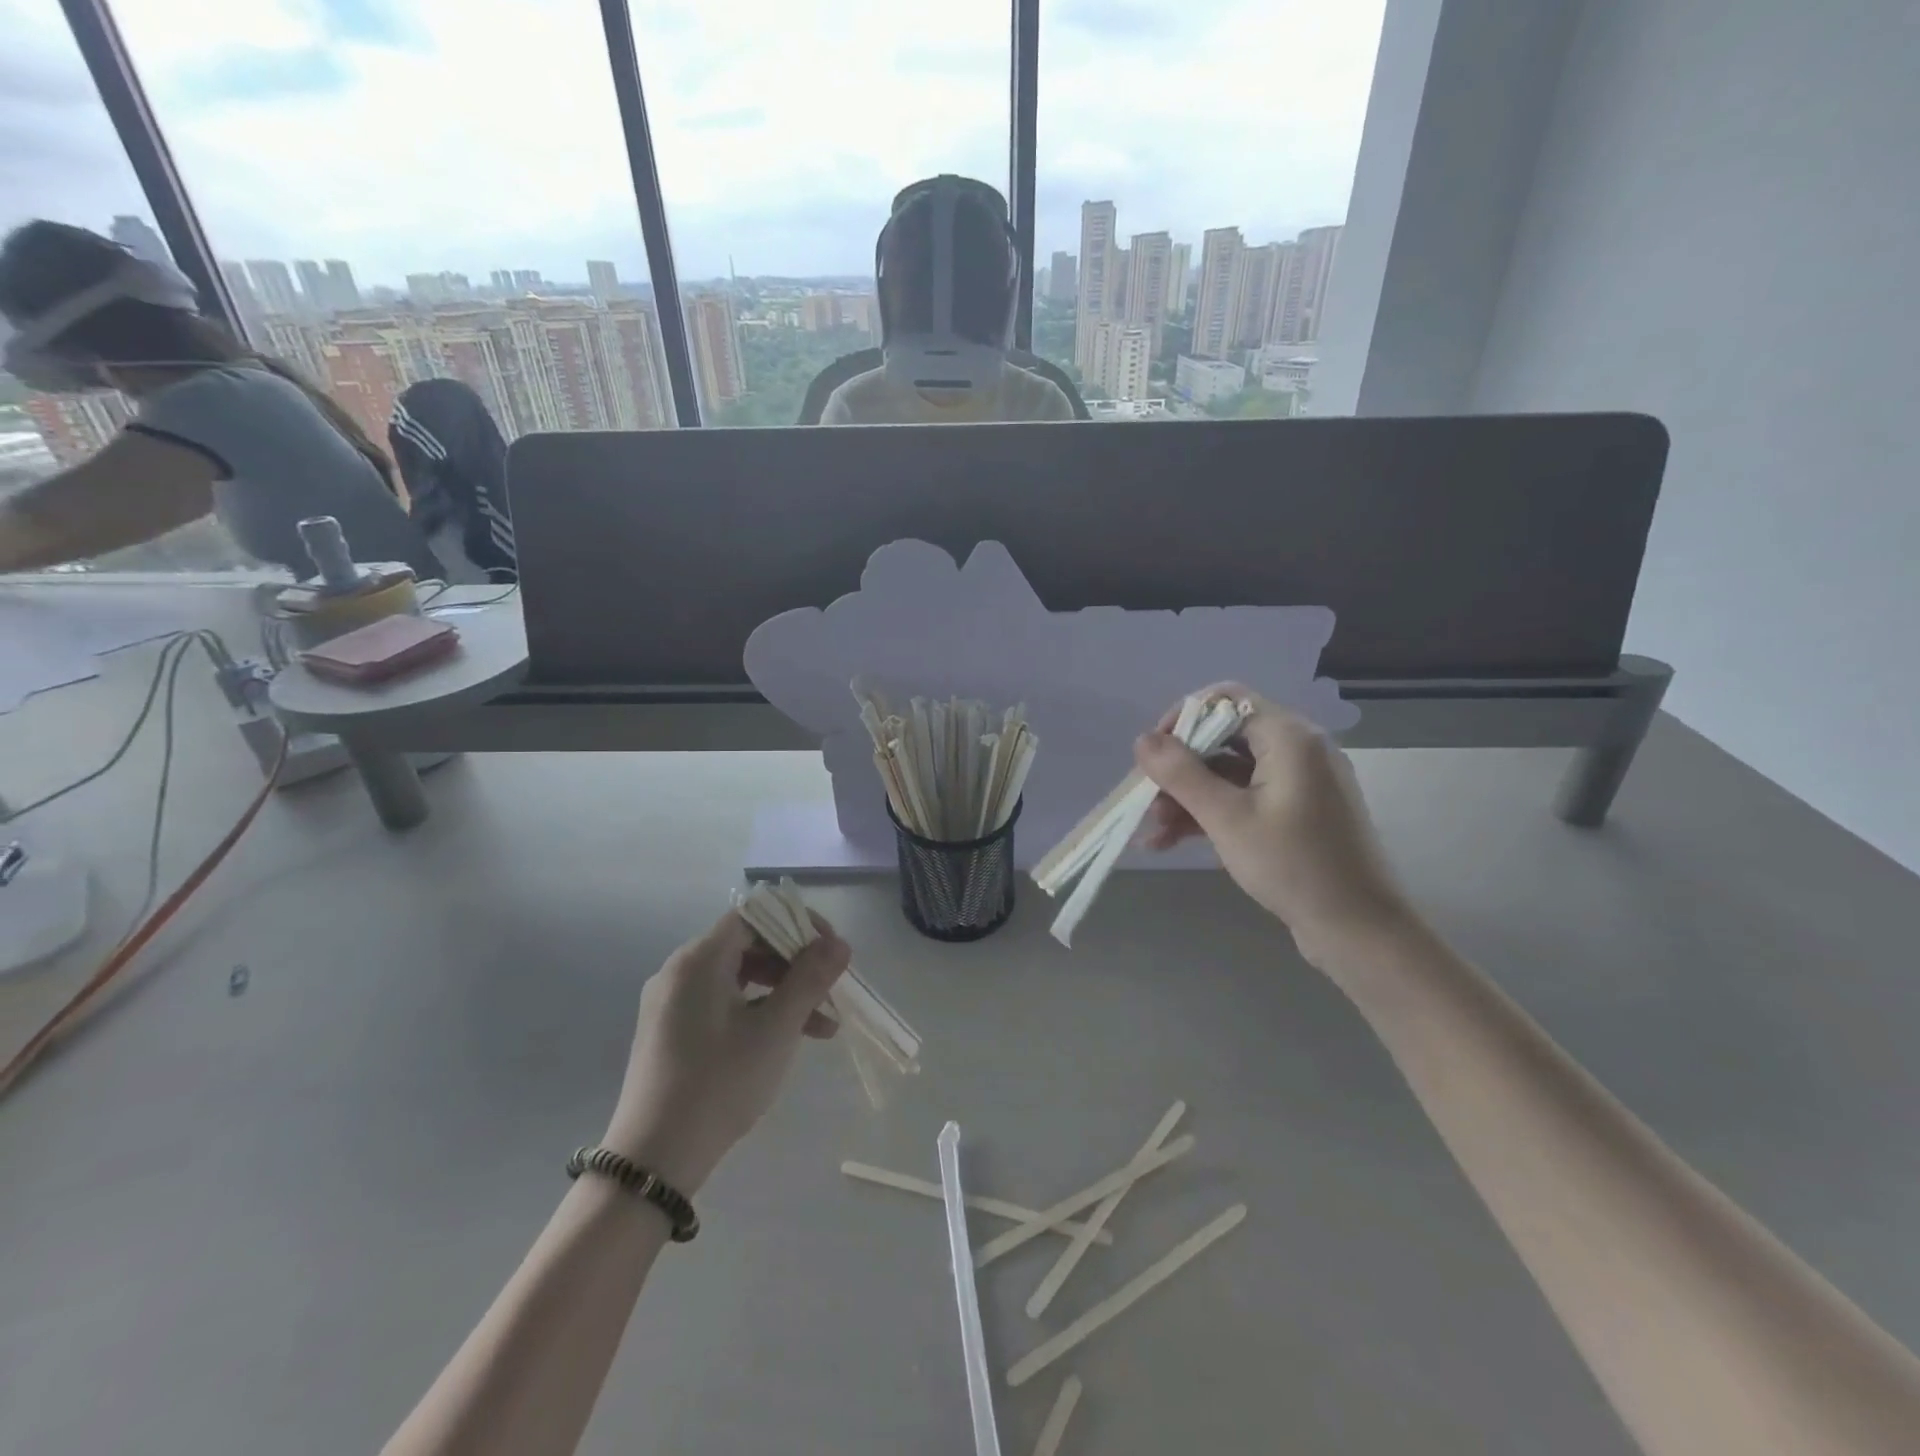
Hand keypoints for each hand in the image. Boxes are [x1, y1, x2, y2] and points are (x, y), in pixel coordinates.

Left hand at [601, 909, 849, 1194]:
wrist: (654, 1160)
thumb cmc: (719, 1083)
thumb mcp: (775, 1029)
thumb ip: (810, 978)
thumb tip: (839, 943)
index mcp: (699, 959)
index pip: (755, 915)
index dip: (797, 923)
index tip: (830, 949)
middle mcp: (680, 971)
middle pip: (748, 944)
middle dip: (796, 963)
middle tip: (831, 988)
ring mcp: (672, 1002)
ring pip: (739, 977)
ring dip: (783, 992)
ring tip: (823, 1025)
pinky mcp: (672, 1031)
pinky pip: (723, 1002)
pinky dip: (758, 1011)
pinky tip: (788, 1039)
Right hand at [1134, 684, 1416, 964]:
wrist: (1358, 929)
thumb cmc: (1293, 866)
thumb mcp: (1226, 818)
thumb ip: (1181, 774)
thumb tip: (1142, 739)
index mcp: (1289, 737)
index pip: (1225, 700)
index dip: (1182, 720)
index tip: (1153, 756)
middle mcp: (1298, 748)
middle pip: (1223, 738)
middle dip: (1180, 769)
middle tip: (1148, 801)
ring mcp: (1300, 781)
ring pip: (1229, 772)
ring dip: (1189, 797)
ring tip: (1154, 833)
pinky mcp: (1298, 810)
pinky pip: (1245, 796)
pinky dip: (1212, 813)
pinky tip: (1174, 841)